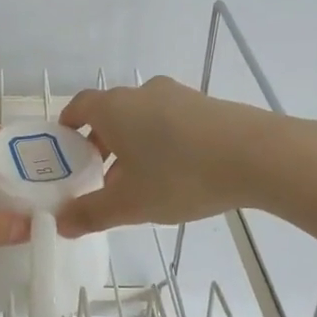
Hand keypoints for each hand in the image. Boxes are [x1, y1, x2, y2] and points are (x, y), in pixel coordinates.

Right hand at [53, 77, 283, 237]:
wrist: (256, 156)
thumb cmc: (180, 176)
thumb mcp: (130, 203)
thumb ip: (91, 213)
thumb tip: (60, 224)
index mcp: (114, 108)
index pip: (79, 106)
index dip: (68, 126)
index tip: (65, 148)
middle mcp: (142, 93)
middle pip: (111, 113)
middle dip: (101, 142)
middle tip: (99, 175)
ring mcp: (178, 95)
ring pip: (143, 117)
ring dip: (133, 143)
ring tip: (139, 180)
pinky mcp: (207, 105)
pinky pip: (171, 120)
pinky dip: (162, 141)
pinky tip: (176, 172)